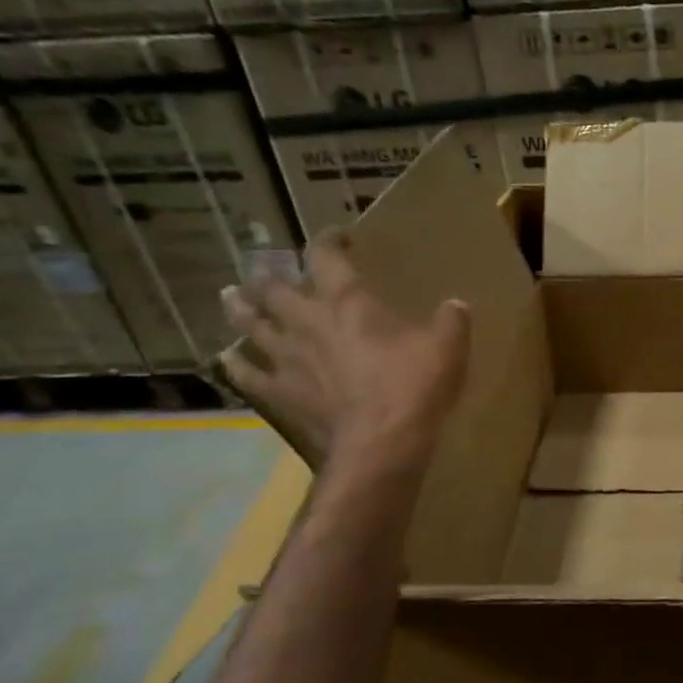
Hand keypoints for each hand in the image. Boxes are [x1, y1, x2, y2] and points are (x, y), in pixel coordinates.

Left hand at [220, 232, 470, 473]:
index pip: (326, 257)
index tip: (339, 237)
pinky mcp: (279, 394)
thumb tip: (455, 305)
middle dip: (271, 275)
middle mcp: (307, 323)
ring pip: (251, 326)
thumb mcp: (448, 347)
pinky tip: (227, 357)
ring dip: (241, 309)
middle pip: (275, 289)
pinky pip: (247, 374)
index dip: (328, 240)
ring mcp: (287, 360)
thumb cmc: (413, 388)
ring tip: (232, 296)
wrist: (380, 445)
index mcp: (347, 303)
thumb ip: (450, 320)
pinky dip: (235, 363)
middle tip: (267, 268)